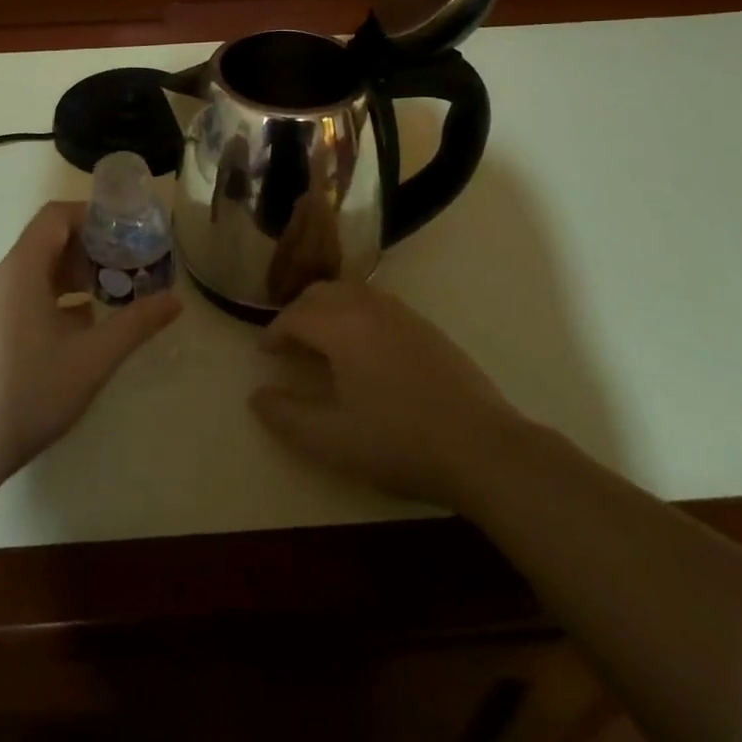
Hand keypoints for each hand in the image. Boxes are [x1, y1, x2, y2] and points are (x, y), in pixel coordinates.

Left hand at [0, 201, 181, 483]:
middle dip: (90, 249)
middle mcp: (0, 276)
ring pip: (36, 270)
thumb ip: (136, 323)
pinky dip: (55, 297)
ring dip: (74, 276)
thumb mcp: (93, 358)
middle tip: (128, 267)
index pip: (56, 216)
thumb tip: (176, 300)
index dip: (92, 216)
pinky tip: (81, 328)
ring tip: (111, 295)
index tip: (126, 233)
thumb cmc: (30, 392)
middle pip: (48, 241)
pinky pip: (23, 293)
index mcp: (20, 269)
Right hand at [250, 280, 522, 508]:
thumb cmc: (400, 442)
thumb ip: (286, 416)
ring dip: (327, 309)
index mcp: (343, 326)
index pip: (295, 315)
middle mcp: (369, 307)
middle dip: (298, 314)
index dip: (274, 332)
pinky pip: (376, 303)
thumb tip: (257, 395)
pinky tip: (363, 350)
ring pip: (350, 292)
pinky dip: (354, 313)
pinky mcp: (426, 327)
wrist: (483, 449)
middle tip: (289, 345)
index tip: (264, 353)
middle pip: (321, 293)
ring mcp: (402, 314)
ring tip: (321, 343)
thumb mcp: (332, 440)